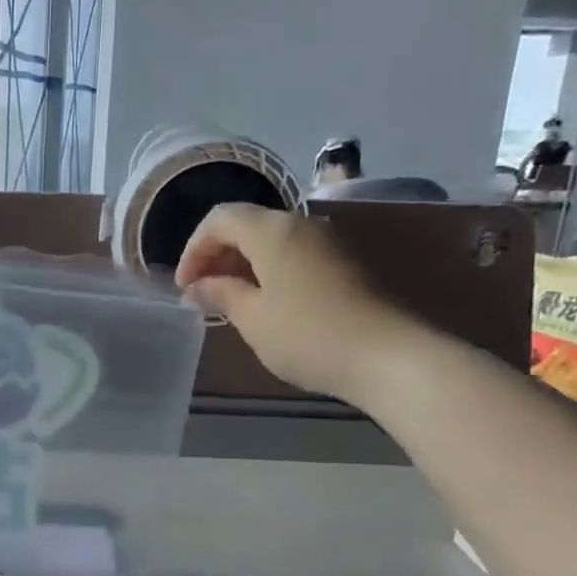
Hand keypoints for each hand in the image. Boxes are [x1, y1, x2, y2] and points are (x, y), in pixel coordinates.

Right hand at [173, 204, 418, 400]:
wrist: (390, 356)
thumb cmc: (309, 336)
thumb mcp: (253, 319)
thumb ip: (221, 294)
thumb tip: (198, 286)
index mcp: (273, 231)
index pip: (220, 219)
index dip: (194, 249)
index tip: (186, 286)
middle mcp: (302, 224)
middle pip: (248, 223)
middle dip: (218, 253)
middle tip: (204, 292)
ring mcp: (330, 241)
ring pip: (273, 238)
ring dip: (245, 262)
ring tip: (232, 299)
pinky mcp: (348, 261)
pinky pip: (296, 252)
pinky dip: (271, 268)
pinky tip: (268, 301)